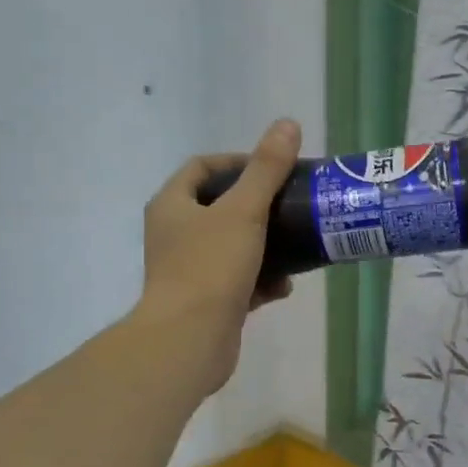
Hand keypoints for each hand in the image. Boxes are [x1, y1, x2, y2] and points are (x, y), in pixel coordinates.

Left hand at [135, 119, 301, 396]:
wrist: (189, 341)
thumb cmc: (210, 267)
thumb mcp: (244, 211)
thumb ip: (267, 169)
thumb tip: (288, 124)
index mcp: (172, 205)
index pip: (203, 167)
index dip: (238, 161)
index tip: (274, 168)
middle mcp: (174, 234)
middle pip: (221, 207)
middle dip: (259, 207)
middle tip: (291, 205)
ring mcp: (188, 270)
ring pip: (233, 246)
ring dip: (265, 246)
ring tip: (295, 247)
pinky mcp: (205, 302)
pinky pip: (239, 281)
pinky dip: (261, 281)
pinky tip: (283, 288)